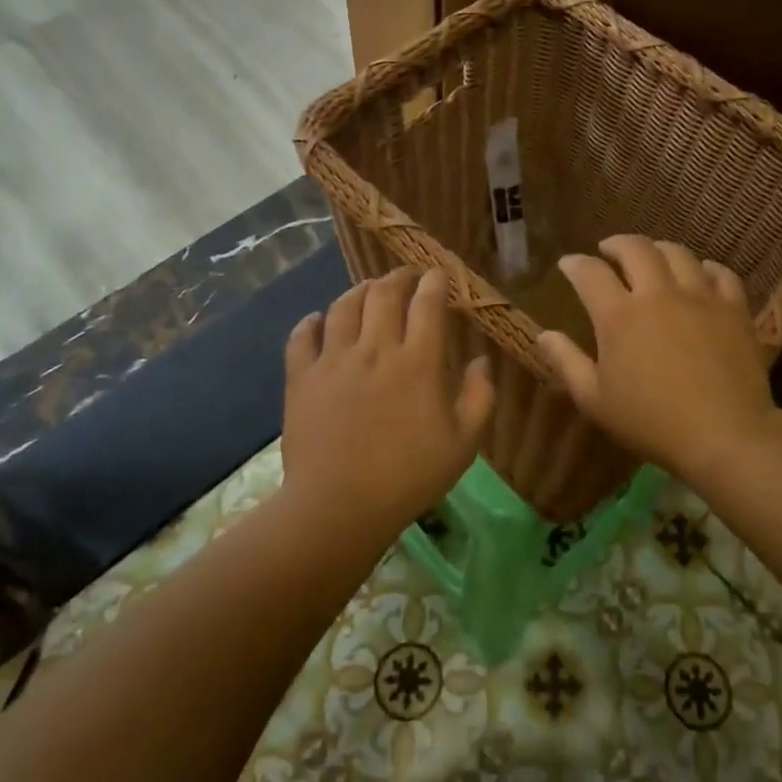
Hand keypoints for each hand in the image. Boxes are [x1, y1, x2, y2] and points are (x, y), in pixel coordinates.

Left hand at [282, 267, 493, 535]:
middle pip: (384, 293)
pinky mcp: (302, 378)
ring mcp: (333, 361)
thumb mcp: (463, 443)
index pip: (427, 303)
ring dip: (359, 290)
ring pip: (343, 306)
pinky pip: (301, 336)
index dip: (434, 282)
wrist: (339, 507)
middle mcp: (375, 349)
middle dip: (398, 276)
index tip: (438, 275)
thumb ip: (479, 396)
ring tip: (368, 290)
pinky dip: (311, 321)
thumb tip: (480, 359)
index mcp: (418, 362)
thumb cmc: (409, 477)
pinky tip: (319, 319)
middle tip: (406, 277)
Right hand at [535, 235, 777, 479]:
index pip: (590, 272)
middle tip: (608, 251)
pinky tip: (701, 274)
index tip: (568, 264)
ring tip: (652, 257)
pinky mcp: (733, 308)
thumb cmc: (651, 422)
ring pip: (678, 253)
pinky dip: (706, 268)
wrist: (724, 436)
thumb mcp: (595, 400)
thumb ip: (566, 362)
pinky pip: (721, 273)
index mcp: (619, 315)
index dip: (575, 264)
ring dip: (658, 249)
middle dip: (616, 244)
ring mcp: (700, 297)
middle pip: (635, 249)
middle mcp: (658, 294)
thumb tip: (543, 335)